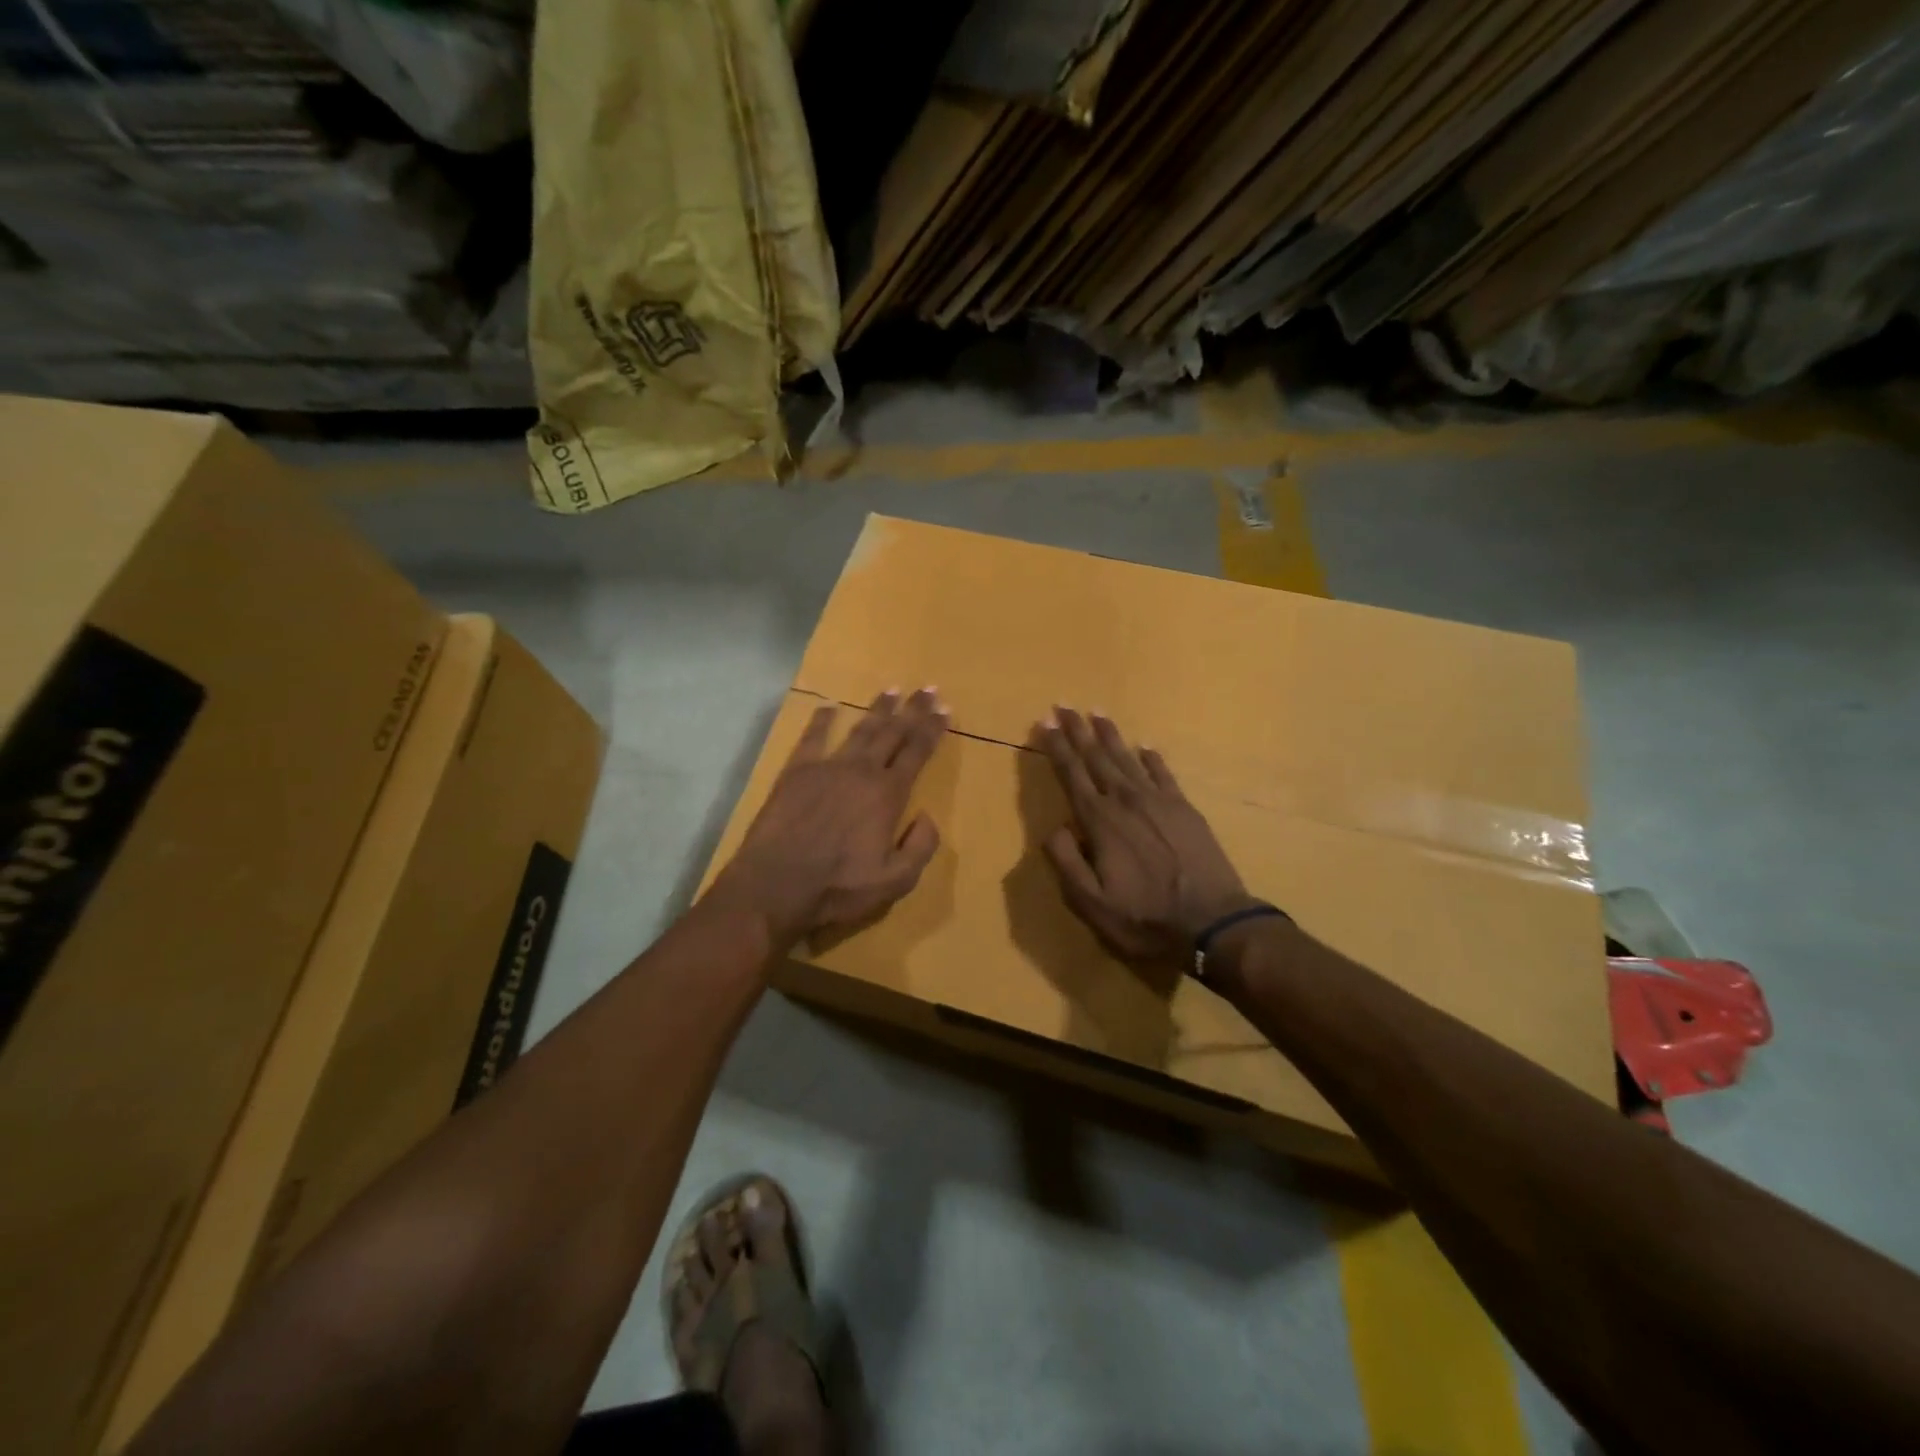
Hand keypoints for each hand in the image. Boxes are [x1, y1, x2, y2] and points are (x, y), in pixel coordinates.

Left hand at [716, 688, 946, 947]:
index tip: (945, 709)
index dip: (933, 730)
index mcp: (887, 794)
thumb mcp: (896, 881)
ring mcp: (826, 768)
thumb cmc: (838, 887)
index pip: (917, 753)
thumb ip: (920, 847)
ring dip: (877, 709)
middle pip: (893, 732)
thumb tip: (928, 816)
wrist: (775, 886)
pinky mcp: (795, 772)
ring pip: (859, 730)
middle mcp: (861, 771)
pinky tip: (829, 707)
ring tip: (891, 690)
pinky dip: (821, 720)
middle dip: (912, 710)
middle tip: (927, 688)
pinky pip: (812, 738)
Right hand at [1036, 708, 1254, 967]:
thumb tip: (1055, 828)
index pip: (1072, 774)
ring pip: (1127, 758)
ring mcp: (1159, 801)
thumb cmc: (1145, 917)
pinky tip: (1144, 746)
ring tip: (1096, 713)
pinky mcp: (1185, 808)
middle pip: (1097, 757)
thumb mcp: (1091, 903)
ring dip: (1109, 735)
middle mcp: (1126, 801)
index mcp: (1100, 821)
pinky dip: (1151, 757)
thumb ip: (1066, 862)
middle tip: (1064, 704)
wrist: (1213, 922)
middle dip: (1077, 730)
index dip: (1056, 748)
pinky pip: (1163, 773)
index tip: (1045, 722)